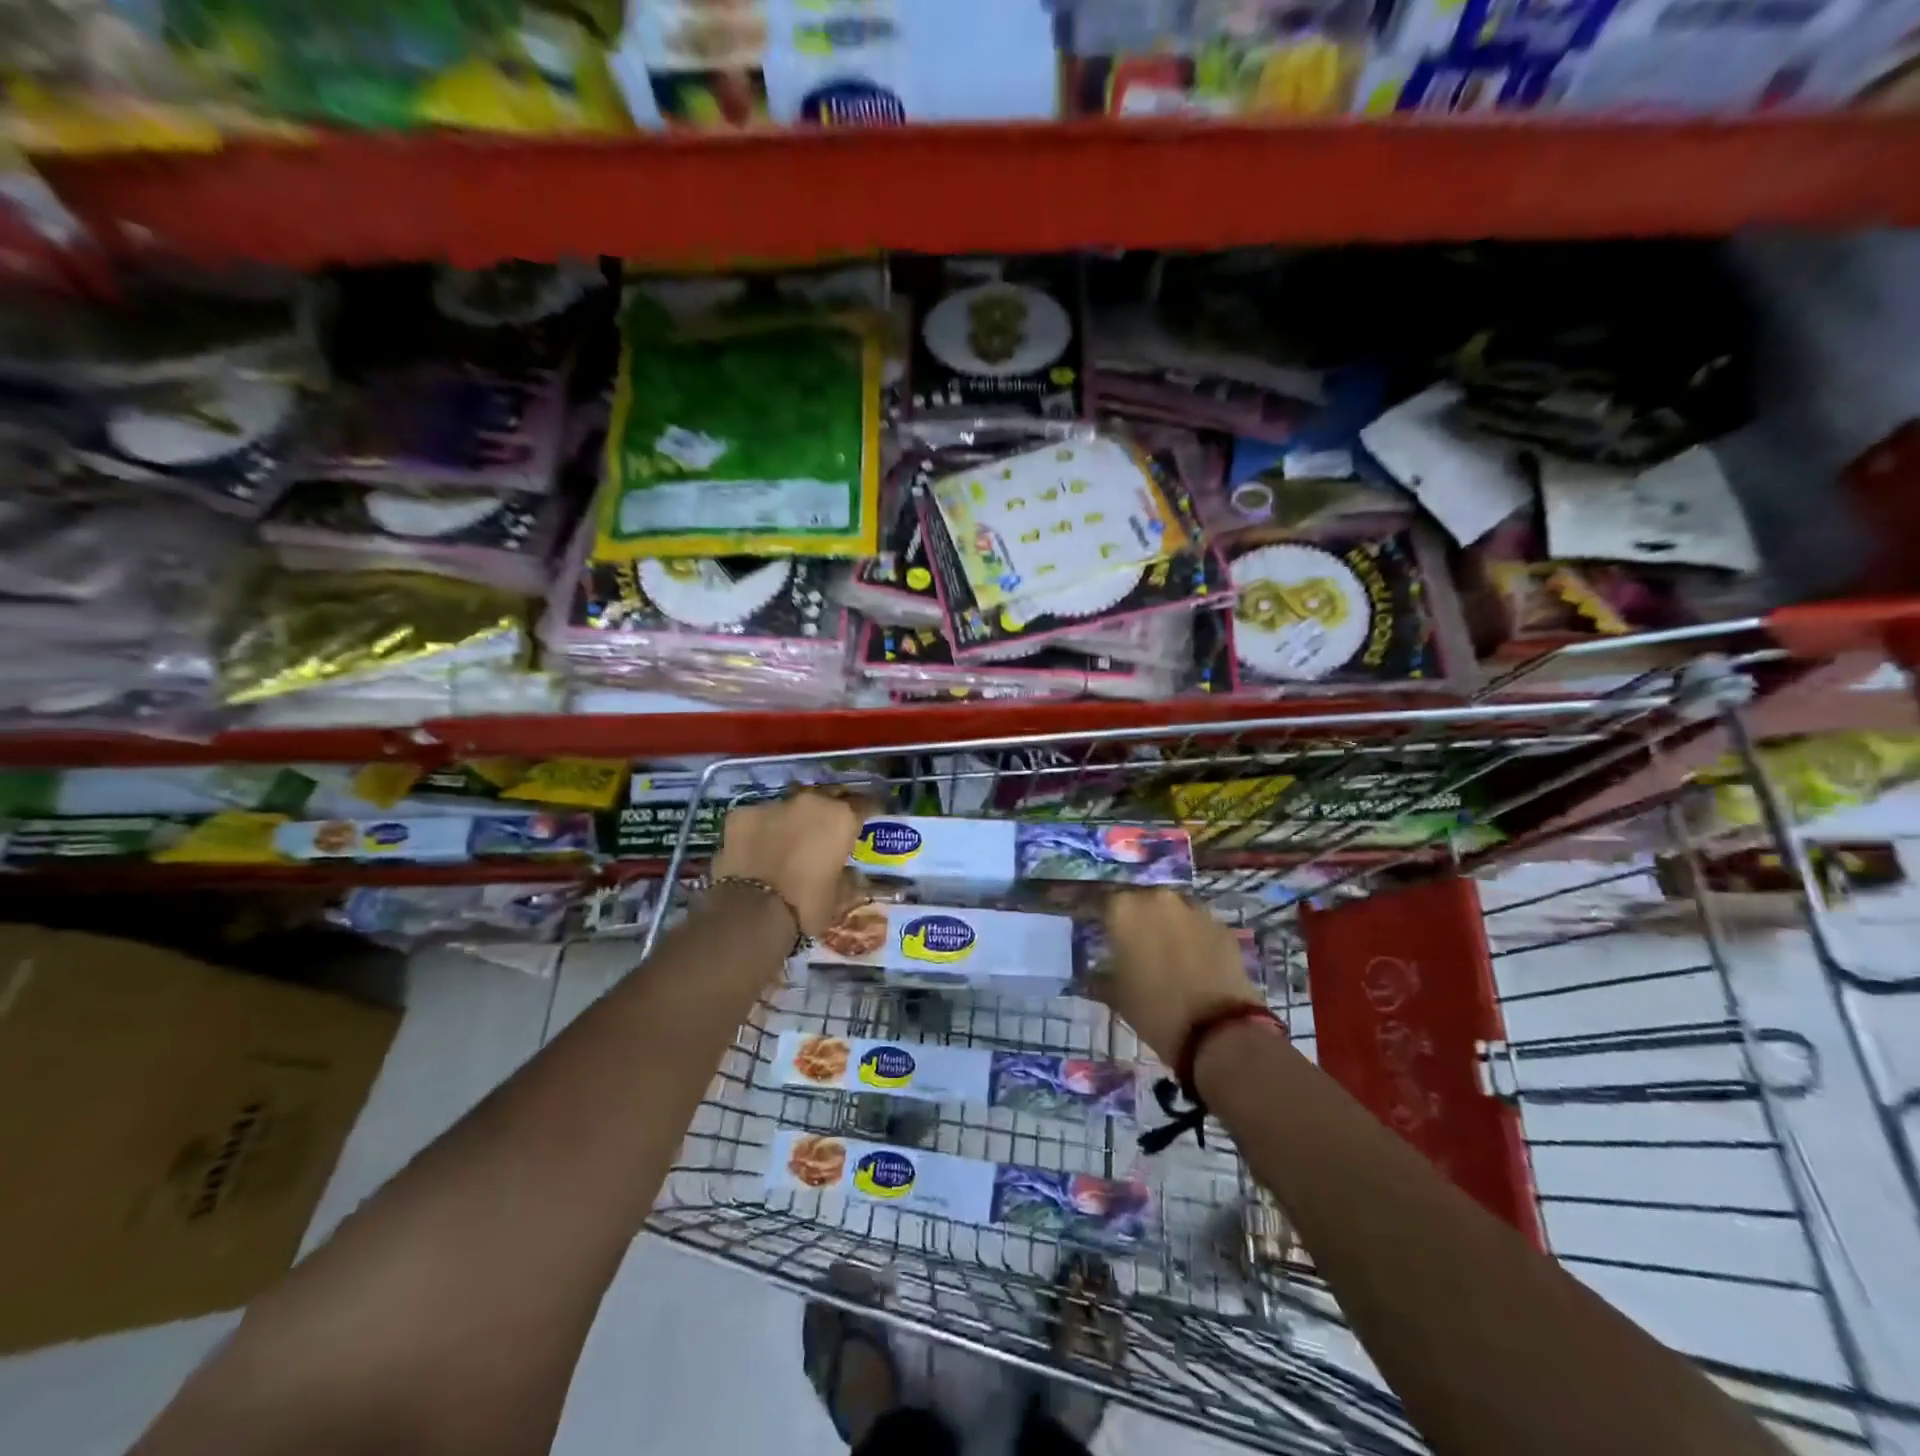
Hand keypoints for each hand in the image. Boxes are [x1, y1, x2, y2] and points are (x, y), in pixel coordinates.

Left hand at [712, 790, 871, 937]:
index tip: (869, 818)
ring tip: (788, 842)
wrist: (751, 912)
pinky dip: (760, 830)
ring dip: (792, 821)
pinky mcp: (742, 814)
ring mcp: (773, 805)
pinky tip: (757, 848)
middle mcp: (811, 802)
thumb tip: (853, 875)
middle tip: (824, 833)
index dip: (869, 812)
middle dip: (826, 814)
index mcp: (841, 818)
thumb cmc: (807, 905)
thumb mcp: (838, 898)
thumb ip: (848, 879)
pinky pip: (757, 819)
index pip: (864, 805)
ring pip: (788, 808)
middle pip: (825, 800)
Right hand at [1094, 890, 1266, 1063]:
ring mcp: (1193, 908)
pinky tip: (1189, 958)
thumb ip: (1099, 973)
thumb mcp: (1114, 993)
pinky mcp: (1221, 925)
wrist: (1217, 1030)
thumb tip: (1093, 970)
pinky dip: (1189, 935)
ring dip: (1162, 922)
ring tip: (1160, 948)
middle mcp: (1157, 897)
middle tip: (1126, 939)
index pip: (1098, 900)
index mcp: (1123, 908)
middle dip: (1130, 916)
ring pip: (1169, 908)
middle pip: (1136, 899)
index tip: (1088, 924)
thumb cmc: (1153, 1008)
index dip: (1091, 913)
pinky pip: (1196, 924)